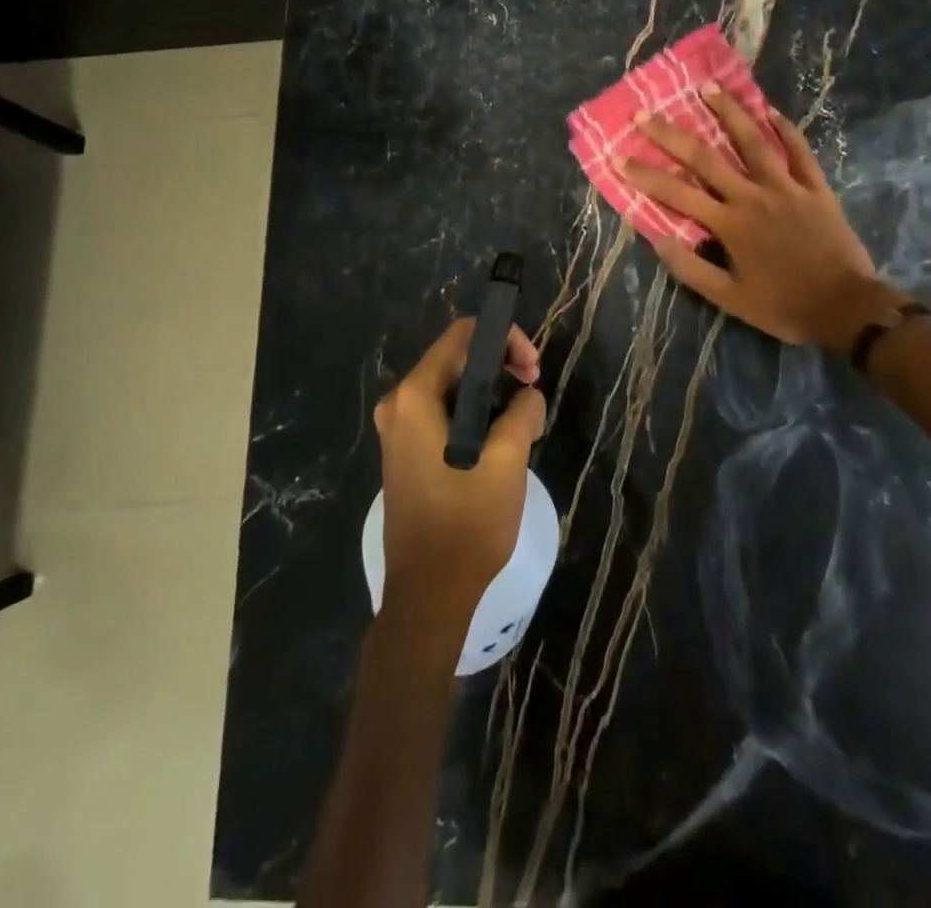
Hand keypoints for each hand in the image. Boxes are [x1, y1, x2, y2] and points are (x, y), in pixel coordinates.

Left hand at [373, 318, 545, 611]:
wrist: (429, 594)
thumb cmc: (467, 522)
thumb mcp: (508, 459)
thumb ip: (523, 411)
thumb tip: (527, 395)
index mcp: (415, 396)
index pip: (463, 336)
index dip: (505, 339)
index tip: (532, 370)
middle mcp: (398, 405)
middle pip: (456, 358)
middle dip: (500, 367)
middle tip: (533, 391)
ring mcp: (398, 431)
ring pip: (452, 388)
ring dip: (490, 393)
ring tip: (523, 421)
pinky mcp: (405, 453)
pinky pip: (442, 414)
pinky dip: (473, 415)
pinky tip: (499, 440)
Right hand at [622, 87, 907, 349]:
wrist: (844, 307)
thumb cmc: (784, 306)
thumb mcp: (730, 299)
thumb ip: (692, 268)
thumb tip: (656, 239)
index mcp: (729, 224)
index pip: (677, 194)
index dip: (645, 175)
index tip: (618, 156)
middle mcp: (753, 196)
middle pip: (706, 158)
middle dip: (671, 135)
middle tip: (645, 113)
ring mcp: (787, 187)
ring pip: (754, 142)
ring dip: (728, 112)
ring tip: (707, 88)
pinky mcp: (816, 188)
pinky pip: (800, 151)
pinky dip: (786, 129)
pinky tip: (770, 110)